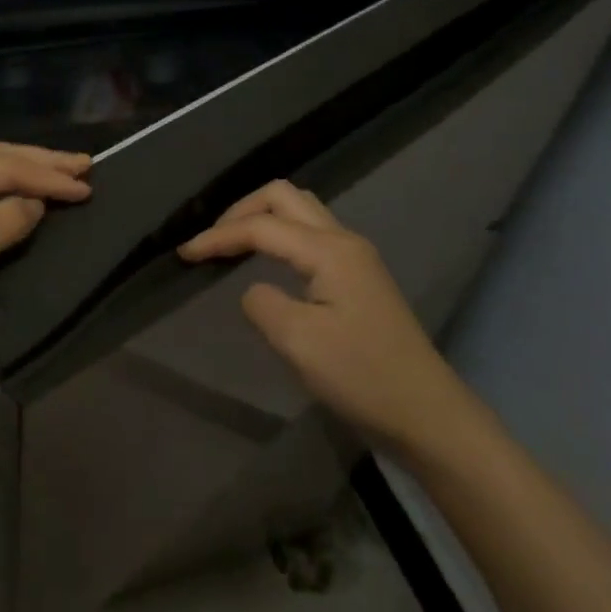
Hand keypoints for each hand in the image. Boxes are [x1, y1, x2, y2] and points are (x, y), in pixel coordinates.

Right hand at [178, 180, 472, 455]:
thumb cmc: (362, 376)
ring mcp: (356, 257)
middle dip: (241, 211)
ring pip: (301, 211)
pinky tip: (268, 259)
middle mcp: (344, 240)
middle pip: (284, 198)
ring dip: (262, 217)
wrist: (426, 413)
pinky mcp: (359, 277)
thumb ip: (263, 304)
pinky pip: (311, 233)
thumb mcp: (298, 342)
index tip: (184, 254)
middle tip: (212, 240)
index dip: (219, 236)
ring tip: (233, 243)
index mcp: (329, 250)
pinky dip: (280, 234)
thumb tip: (255, 290)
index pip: (262, 227)